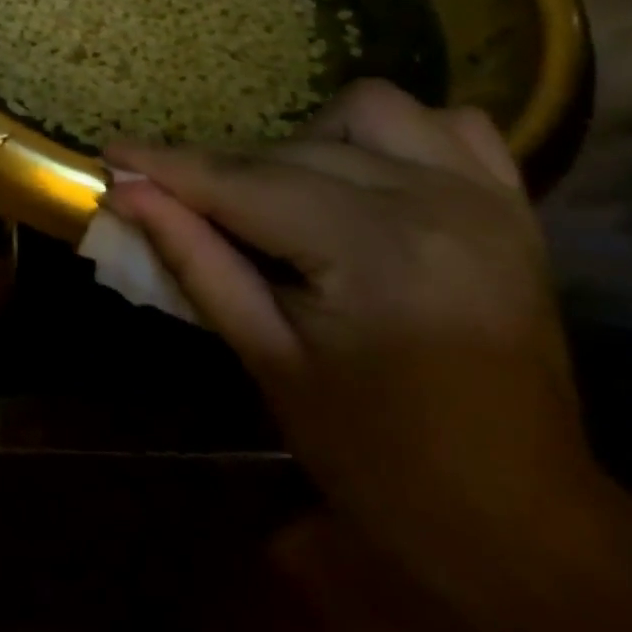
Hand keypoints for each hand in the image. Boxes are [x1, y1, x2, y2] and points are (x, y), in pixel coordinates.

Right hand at [107, 80, 607, 611]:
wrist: (520, 522)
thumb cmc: (377, 459)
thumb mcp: (268, 360)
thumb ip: (194, 261)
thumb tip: (126, 193)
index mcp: (377, 255)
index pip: (245, 185)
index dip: (168, 165)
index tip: (111, 151)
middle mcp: (437, 203)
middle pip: (293, 150)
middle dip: (223, 170)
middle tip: (180, 201)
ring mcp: (486, 197)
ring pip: (368, 110)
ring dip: (309, 141)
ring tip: (287, 197)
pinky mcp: (511, 205)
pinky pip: (446, 124)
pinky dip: (393, 137)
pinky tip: (367, 176)